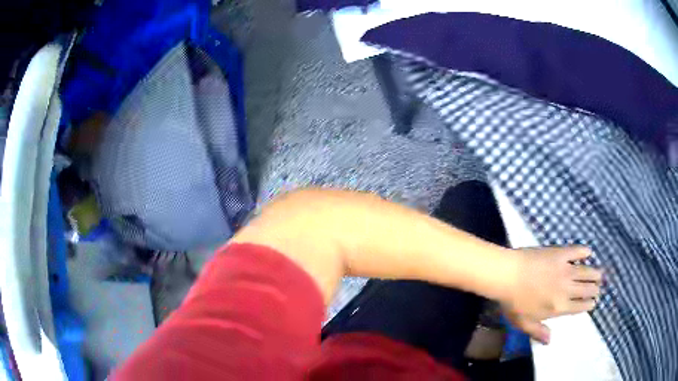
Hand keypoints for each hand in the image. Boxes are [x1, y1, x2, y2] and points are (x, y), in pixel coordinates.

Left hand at [500, 246, 602, 343]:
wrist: (507, 275)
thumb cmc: (513, 302)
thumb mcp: (523, 323)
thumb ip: (538, 332)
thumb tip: (550, 341)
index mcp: (558, 307)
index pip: (579, 307)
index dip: (588, 305)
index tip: (593, 303)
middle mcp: (566, 289)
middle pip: (586, 289)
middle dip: (594, 289)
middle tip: (598, 288)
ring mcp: (565, 270)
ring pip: (585, 272)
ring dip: (594, 273)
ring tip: (600, 274)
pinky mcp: (560, 253)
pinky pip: (576, 251)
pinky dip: (584, 251)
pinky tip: (589, 252)